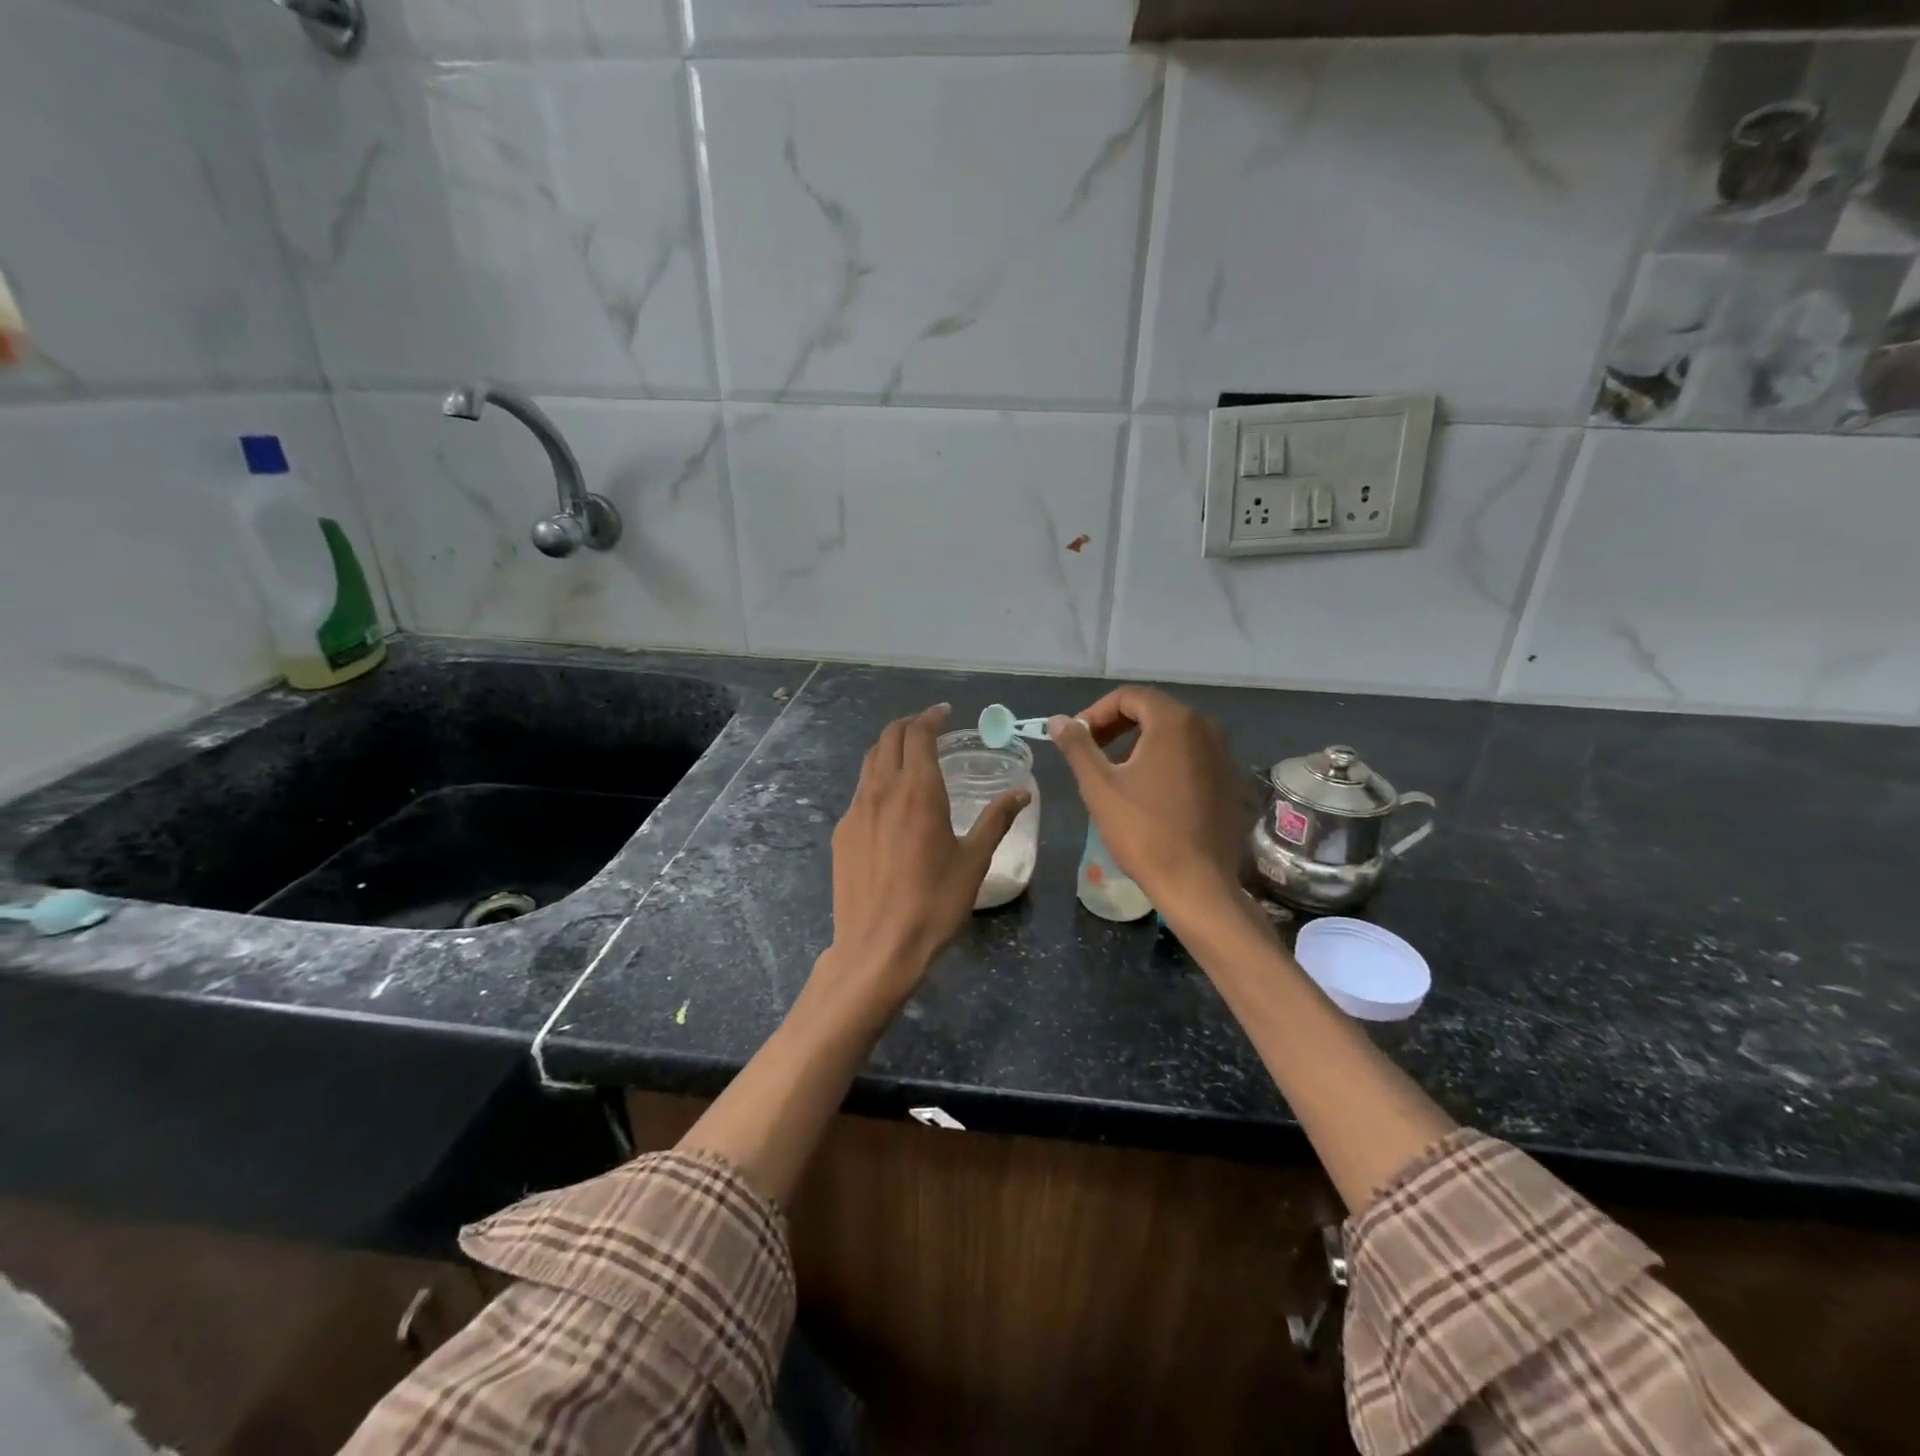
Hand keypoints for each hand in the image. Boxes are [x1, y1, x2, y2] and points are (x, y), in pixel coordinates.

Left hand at [821, 704, 1027, 1011]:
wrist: (877, 948)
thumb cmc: (934, 904)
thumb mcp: (974, 861)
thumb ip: (996, 820)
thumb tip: (1022, 791)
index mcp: (918, 791)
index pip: (919, 735)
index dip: (931, 717)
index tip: (944, 713)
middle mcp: (882, 791)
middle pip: (889, 738)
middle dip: (909, 725)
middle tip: (929, 726)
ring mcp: (856, 811)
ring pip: (870, 762)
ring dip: (890, 747)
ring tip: (909, 755)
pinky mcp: (842, 832)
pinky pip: (860, 791)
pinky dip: (877, 779)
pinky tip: (891, 801)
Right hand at [1049, 687, 1249, 913]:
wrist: (1197, 883)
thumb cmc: (1143, 830)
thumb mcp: (1099, 786)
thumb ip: (1077, 746)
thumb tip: (1057, 720)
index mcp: (1175, 722)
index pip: (1130, 696)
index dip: (1096, 712)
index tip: (1077, 738)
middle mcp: (1206, 729)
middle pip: (1154, 711)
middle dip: (1117, 726)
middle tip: (1091, 752)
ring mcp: (1224, 756)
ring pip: (1174, 735)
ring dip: (1140, 744)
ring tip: (1115, 773)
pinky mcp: (1231, 782)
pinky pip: (1193, 757)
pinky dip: (1166, 762)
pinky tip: (1149, 793)